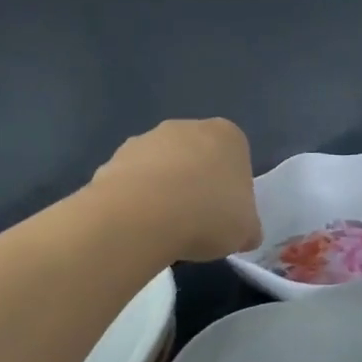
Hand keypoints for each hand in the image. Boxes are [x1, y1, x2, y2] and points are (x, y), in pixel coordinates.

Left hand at [94, 119, 262, 261]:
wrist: (143, 217)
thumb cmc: (209, 215)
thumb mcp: (246, 231)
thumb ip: (248, 228)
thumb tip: (245, 234)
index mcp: (227, 136)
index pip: (236, 159)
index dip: (232, 190)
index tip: (226, 216)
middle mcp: (186, 127)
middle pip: (197, 158)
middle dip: (196, 185)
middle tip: (197, 223)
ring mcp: (146, 139)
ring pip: (162, 168)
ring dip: (164, 192)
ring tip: (164, 230)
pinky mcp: (113, 158)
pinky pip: (133, 182)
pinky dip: (136, 201)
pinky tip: (139, 227)